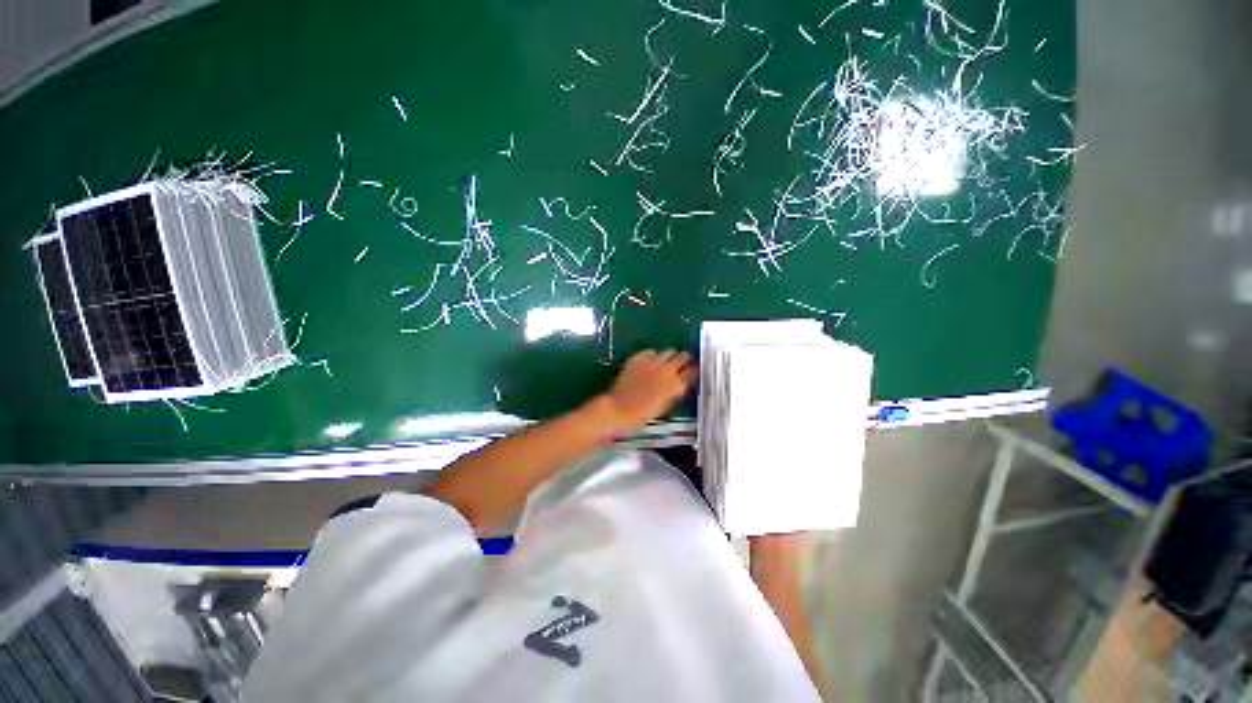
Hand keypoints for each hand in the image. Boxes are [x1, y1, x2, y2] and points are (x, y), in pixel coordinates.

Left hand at [598, 350, 695, 434]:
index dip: (695, 370)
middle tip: (683, 363)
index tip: (695, 371)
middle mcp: (667, 369)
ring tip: (667, 362)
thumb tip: (683, 383)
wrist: (618, 409)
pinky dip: (654, 355)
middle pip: (683, 356)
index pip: (693, 371)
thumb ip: (676, 393)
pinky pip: (651, 352)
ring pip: (668, 351)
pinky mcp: (639, 357)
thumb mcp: (665, 407)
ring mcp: (652, 361)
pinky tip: (651, 361)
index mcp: (676, 384)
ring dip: (670, 356)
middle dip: (685, 359)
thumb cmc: (642, 415)